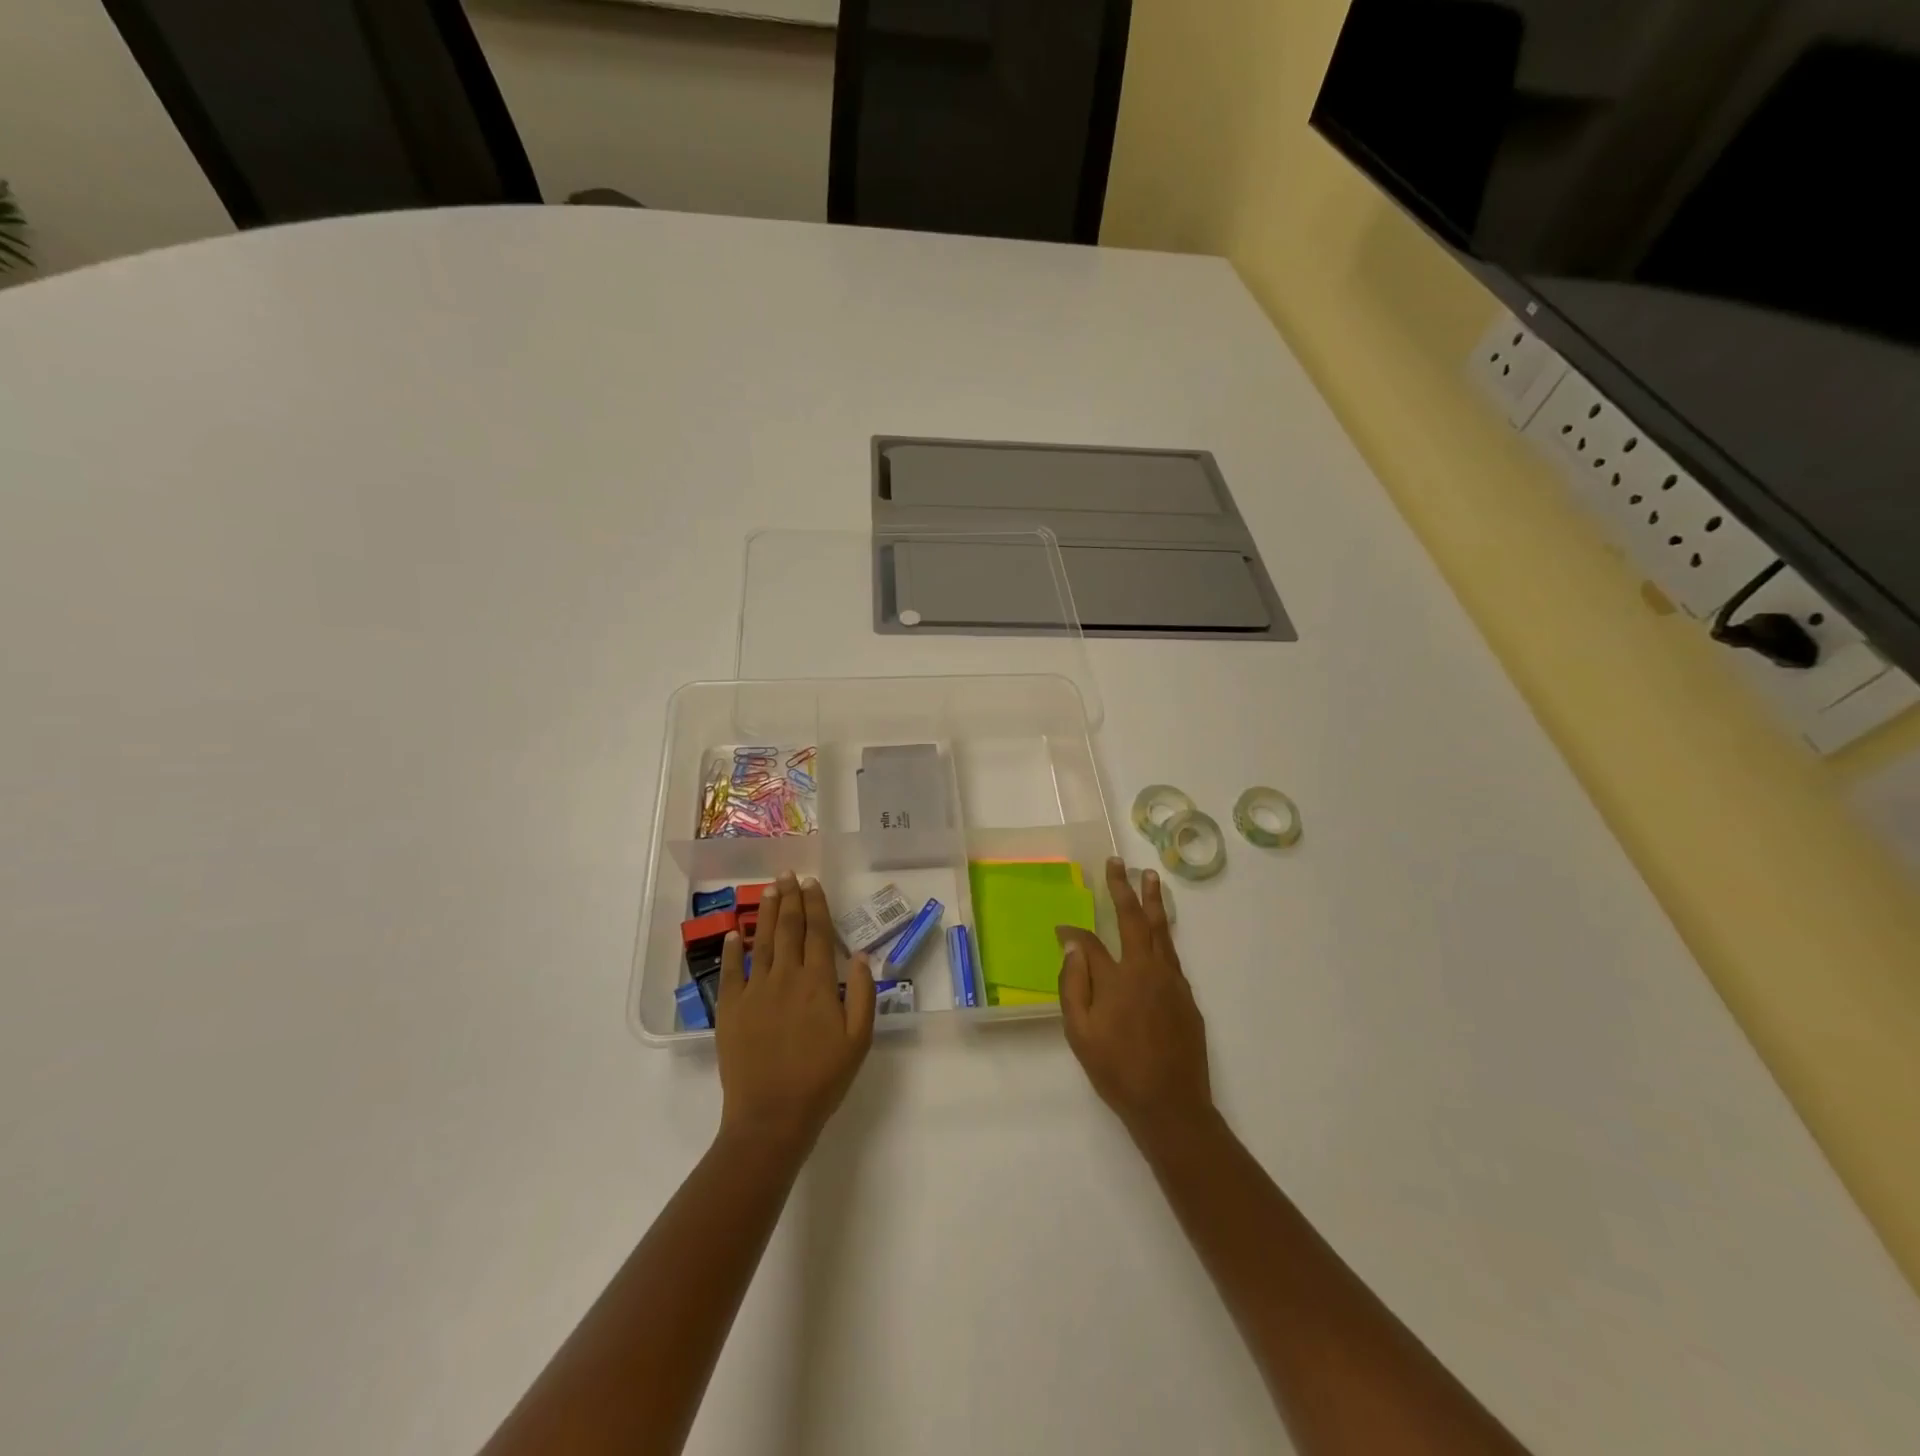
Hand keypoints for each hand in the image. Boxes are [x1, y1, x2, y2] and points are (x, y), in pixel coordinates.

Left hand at [715, 872, 874, 1154]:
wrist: (771, 1117)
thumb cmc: (822, 1079)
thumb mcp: (858, 1040)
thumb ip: (862, 994)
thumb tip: (859, 954)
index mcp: (817, 983)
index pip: (817, 932)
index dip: (815, 905)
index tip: (813, 883)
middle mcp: (785, 977)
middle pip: (787, 928)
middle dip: (789, 898)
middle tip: (788, 874)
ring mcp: (754, 991)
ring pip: (760, 941)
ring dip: (765, 912)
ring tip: (768, 889)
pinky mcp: (731, 1009)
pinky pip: (731, 972)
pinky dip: (732, 949)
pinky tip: (733, 932)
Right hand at [1058, 857, 1212, 1147]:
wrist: (1171, 1105)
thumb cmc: (1117, 1070)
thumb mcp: (1080, 1033)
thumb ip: (1073, 984)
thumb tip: (1072, 944)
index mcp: (1118, 978)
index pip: (1092, 941)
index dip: (1074, 932)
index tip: (1061, 927)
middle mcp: (1147, 970)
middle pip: (1135, 919)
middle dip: (1124, 889)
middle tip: (1118, 863)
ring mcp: (1172, 981)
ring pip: (1162, 931)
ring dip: (1153, 901)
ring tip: (1150, 877)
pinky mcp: (1187, 996)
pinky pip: (1173, 954)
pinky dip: (1164, 933)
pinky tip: (1160, 930)